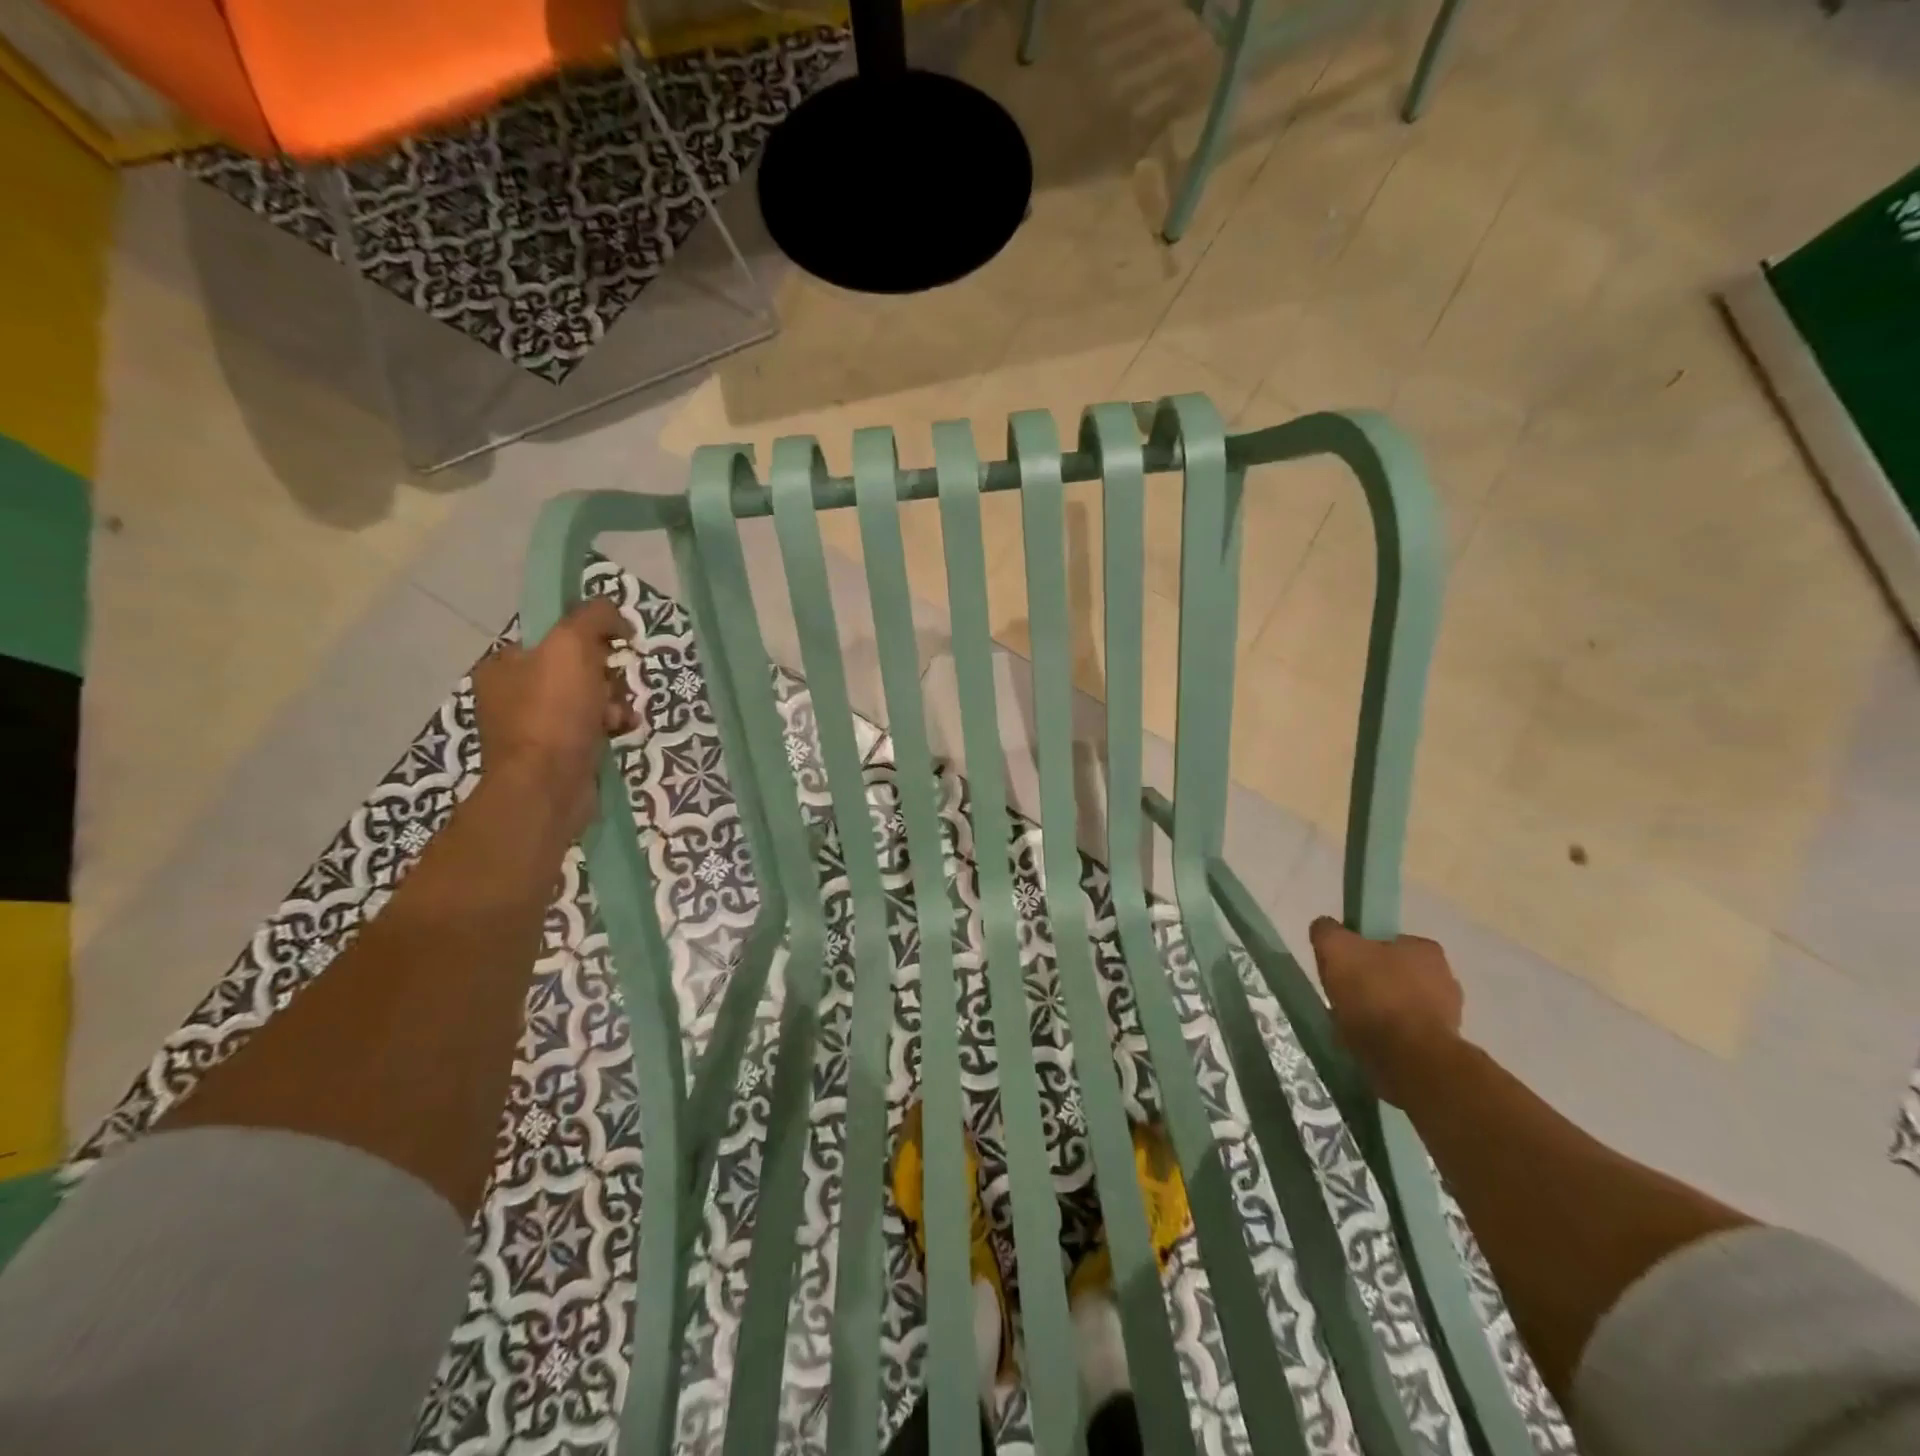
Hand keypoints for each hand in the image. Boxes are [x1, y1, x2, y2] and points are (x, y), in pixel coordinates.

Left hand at [473, 597, 638, 833]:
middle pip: (577, 666)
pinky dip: (613, 726)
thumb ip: (593, 617)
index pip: (554, 635)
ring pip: (591, 698)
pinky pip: (594, 728)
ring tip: (621, 715)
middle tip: (615, 684)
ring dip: (615, 701)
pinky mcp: (559, 754)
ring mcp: (536, 727)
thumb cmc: (554, 712)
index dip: (589, 636)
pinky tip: (623, 730)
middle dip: (607, 674)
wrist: (548, 786)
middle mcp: (514, 694)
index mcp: (506, 664)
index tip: (614, 645)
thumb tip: (614, 613)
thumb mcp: (572, 645)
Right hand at [1308, 918, 1463, 1107]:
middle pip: (1394, 974)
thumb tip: (1325, 927)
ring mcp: (1449, 1015)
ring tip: (1354, 1025)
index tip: (1342, 968)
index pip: (1386, 941)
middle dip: (1372, 984)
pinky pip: (1407, 1034)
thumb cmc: (1374, 994)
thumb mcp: (1335, 948)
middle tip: (1345, 997)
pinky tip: (1370, 1044)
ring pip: (1402, 1005)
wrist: (1409, 1059)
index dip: (1360, 952)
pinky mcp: (1444, 1047)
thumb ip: (1327, 931)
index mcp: (1425, 948)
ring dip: (1381, 1012)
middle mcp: (1446, 977)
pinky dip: (1390, 1037)